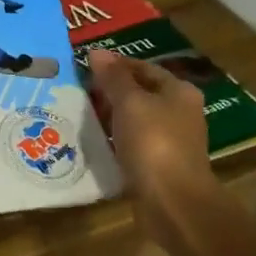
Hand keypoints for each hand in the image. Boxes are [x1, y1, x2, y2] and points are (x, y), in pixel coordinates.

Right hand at [87, 48, 212, 227]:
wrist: (173, 202)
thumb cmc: (154, 143)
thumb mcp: (130, 103)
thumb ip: (113, 78)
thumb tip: (96, 52)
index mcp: (178, 92)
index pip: (143, 68)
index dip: (115, 65)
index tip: (84, 68)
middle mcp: (179, 112)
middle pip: (140, 93)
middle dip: (110, 92)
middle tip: (77, 92)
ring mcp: (170, 141)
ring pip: (134, 120)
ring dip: (110, 117)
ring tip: (79, 115)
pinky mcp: (158, 165)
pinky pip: (132, 144)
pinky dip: (114, 141)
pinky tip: (93, 142)